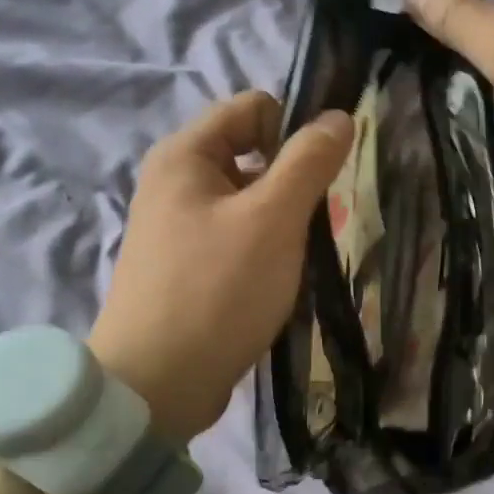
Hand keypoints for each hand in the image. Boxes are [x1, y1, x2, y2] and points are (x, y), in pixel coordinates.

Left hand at [89, 91, 352, 442]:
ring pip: (250, 201)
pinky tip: (278, 281)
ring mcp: (179, 227)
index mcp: (185, 155)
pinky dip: (264, 250)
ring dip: (282, 221)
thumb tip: (338, 116)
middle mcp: (175, 182)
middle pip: (252, 154)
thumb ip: (308, 162)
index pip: (254, 108)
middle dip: (291, 182)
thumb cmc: (216, 290)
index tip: (321, 176)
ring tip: (299, 258)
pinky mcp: (188, 267)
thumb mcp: (272, 219)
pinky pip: (237, 238)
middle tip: (314, 224)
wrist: (155, 385)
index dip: (294, 131)